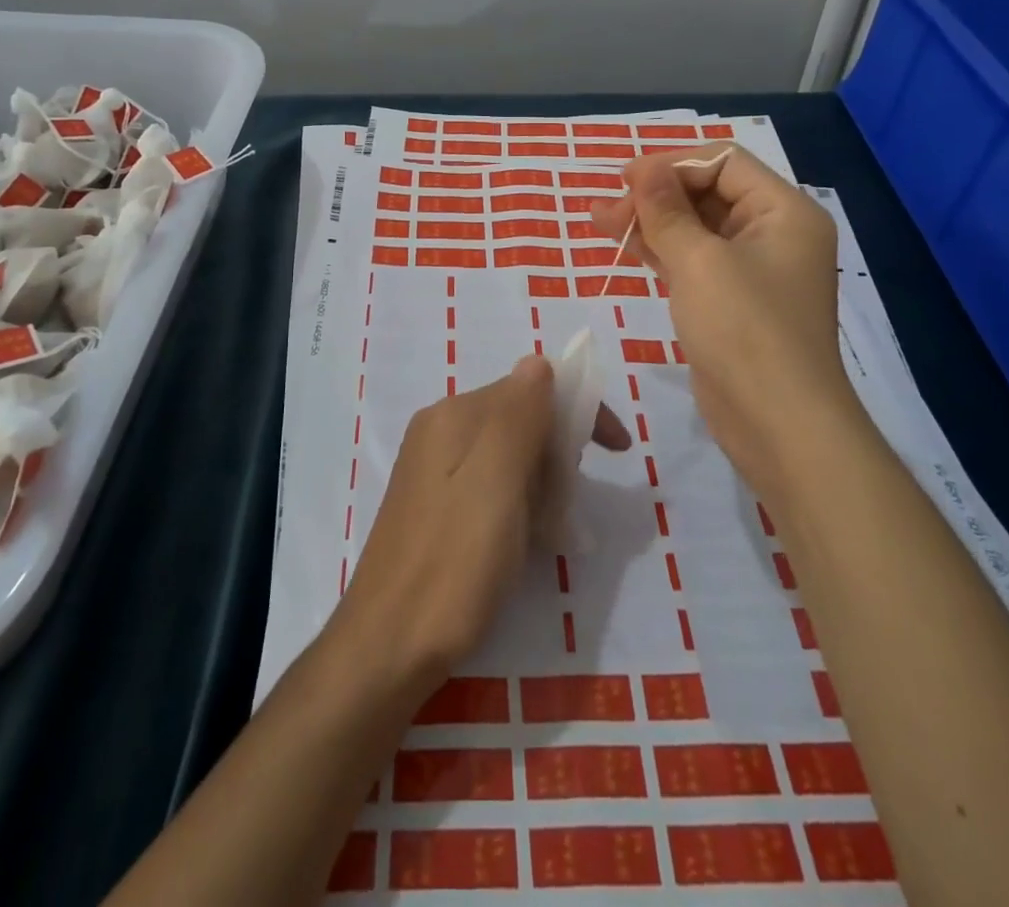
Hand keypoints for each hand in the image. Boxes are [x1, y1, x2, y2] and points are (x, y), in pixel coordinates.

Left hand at [332, 355, 628, 689]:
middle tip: (567, 507)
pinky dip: (520, 505)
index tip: (619, 453)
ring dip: (542, 485)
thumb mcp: (496, 480)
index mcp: (453, 415)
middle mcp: (440, 430)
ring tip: (549, 533)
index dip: (579, 413)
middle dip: (558, 454)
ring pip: (510, 456)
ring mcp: (433, 469)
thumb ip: (518, 414)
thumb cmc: (454, 561)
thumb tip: (539, 362)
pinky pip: (492, 486)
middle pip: (521, 420)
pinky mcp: (434, 506)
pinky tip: (524, 544)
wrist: (389, 646)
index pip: (531, 389)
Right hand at [591, 145, 857, 485]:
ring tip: (598, 219)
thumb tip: (643, 169)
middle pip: (708, 192)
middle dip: (655, 194)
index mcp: (784, 211)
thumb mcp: (699, 261)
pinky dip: (659, 250)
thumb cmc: (744, 330)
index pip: (723, 162)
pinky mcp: (730, 301)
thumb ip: (666, 210)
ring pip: (695, 228)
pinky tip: (624, 244)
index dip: (672, 164)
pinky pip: (692, 260)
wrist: (778, 423)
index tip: (625, 180)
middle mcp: (773, 233)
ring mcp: (751, 269)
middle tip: (605, 206)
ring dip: (650, 221)